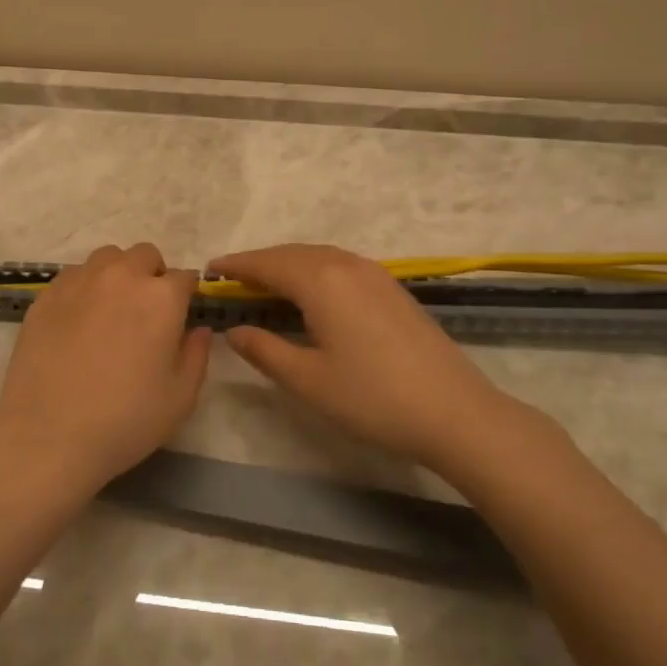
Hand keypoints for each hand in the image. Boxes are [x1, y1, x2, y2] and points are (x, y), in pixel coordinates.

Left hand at [0, 242, 210, 494]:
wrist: (48, 434)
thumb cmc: (125, 420)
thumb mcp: (181, 397)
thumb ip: (197, 354)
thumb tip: (198, 329)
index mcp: (161, 297)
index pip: (184, 277)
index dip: (185, 297)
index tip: (179, 318)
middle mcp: (122, 276)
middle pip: (145, 255)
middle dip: (152, 275)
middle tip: (146, 313)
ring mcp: (80, 281)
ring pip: (108, 258)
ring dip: (118, 274)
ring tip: (111, 309)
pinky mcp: (47, 294)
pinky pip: (74, 275)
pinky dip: (85, 287)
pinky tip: (78, 320)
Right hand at [210, 243, 536, 473]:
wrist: (455, 412)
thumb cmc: (373, 398)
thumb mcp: (309, 381)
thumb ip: (265, 350)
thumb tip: (235, 330)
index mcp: (321, 281)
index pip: (267, 263)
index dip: (237, 265)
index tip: (210, 269)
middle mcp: (346, 266)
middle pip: (293, 253)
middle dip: (260, 263)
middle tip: (233, 280)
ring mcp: (375, 274)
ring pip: (319, 257)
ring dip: (289, 265)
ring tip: (266, 285)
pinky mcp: (393, 288)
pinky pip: (341, 265)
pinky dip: (315, 271)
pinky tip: (312, 294)